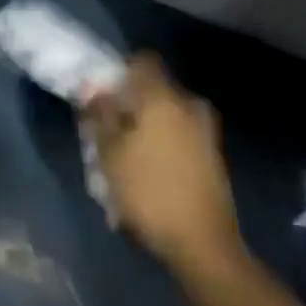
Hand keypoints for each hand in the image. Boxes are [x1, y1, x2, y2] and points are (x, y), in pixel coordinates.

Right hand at [84, 55, 241, 274]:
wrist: (202, 244)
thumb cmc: (148, 190)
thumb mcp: (108, 152)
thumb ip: (99, 114)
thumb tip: (92, 89)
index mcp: (163, 98)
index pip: (143, 61)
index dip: (119, 70)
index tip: (101, 90)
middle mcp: (189, 106)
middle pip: (154, 88)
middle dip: (130, 101)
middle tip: (107, 124)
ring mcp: (206, 132)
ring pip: (167, 113)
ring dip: (145, 124)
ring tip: (124, 152)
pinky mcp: (213, 156)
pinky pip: (180, 134)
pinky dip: (161, 142)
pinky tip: (146, 169)